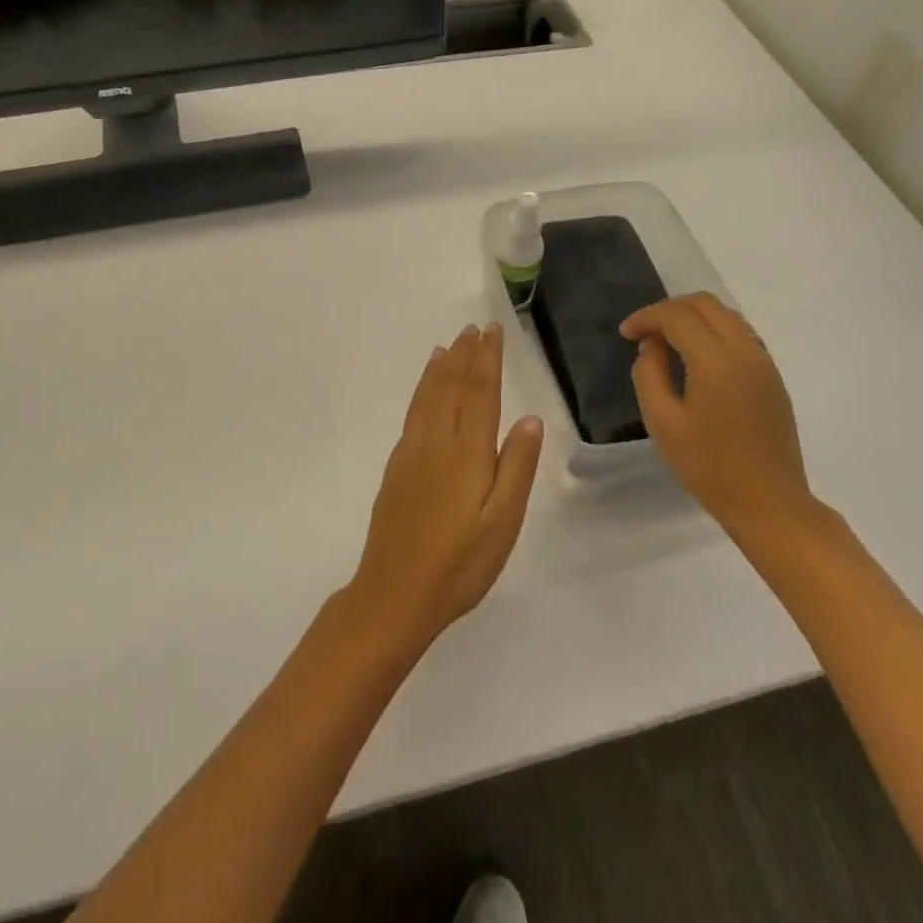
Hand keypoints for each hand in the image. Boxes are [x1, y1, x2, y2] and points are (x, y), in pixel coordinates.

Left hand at [345, 323, 543, 650]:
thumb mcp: (502, 524)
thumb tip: (529, 418)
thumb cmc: (459, 564)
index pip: (479, 392)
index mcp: (467, 453)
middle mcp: (436, 442)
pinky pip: (413, 412)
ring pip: (428, 396)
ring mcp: (411, 452)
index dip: (487, 358)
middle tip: (474, 328)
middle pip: (451, 386)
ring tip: (449, 345)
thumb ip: (516, 468)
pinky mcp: (396, 467)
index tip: (493, 331)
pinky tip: (425, 389)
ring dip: (441, 367)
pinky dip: (422, 389)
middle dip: (465, 354)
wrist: (393, 595)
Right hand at [621, 293, 820, 536]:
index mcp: (716, 360)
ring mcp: (764, 362)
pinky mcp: (773, 376)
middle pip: (704, 303)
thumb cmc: (709, 467)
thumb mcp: (663, 423)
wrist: (770, 503)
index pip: (676, 316)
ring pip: (726, 315)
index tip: (626, 334)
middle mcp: (745, 350)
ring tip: (668, 342)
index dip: (647, 317)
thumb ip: (649, 375)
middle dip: (669, 309)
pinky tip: (698, 358)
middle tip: (646, 333)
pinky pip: (741, 334)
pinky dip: (714, 331)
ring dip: (693, 317)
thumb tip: (652, 347)